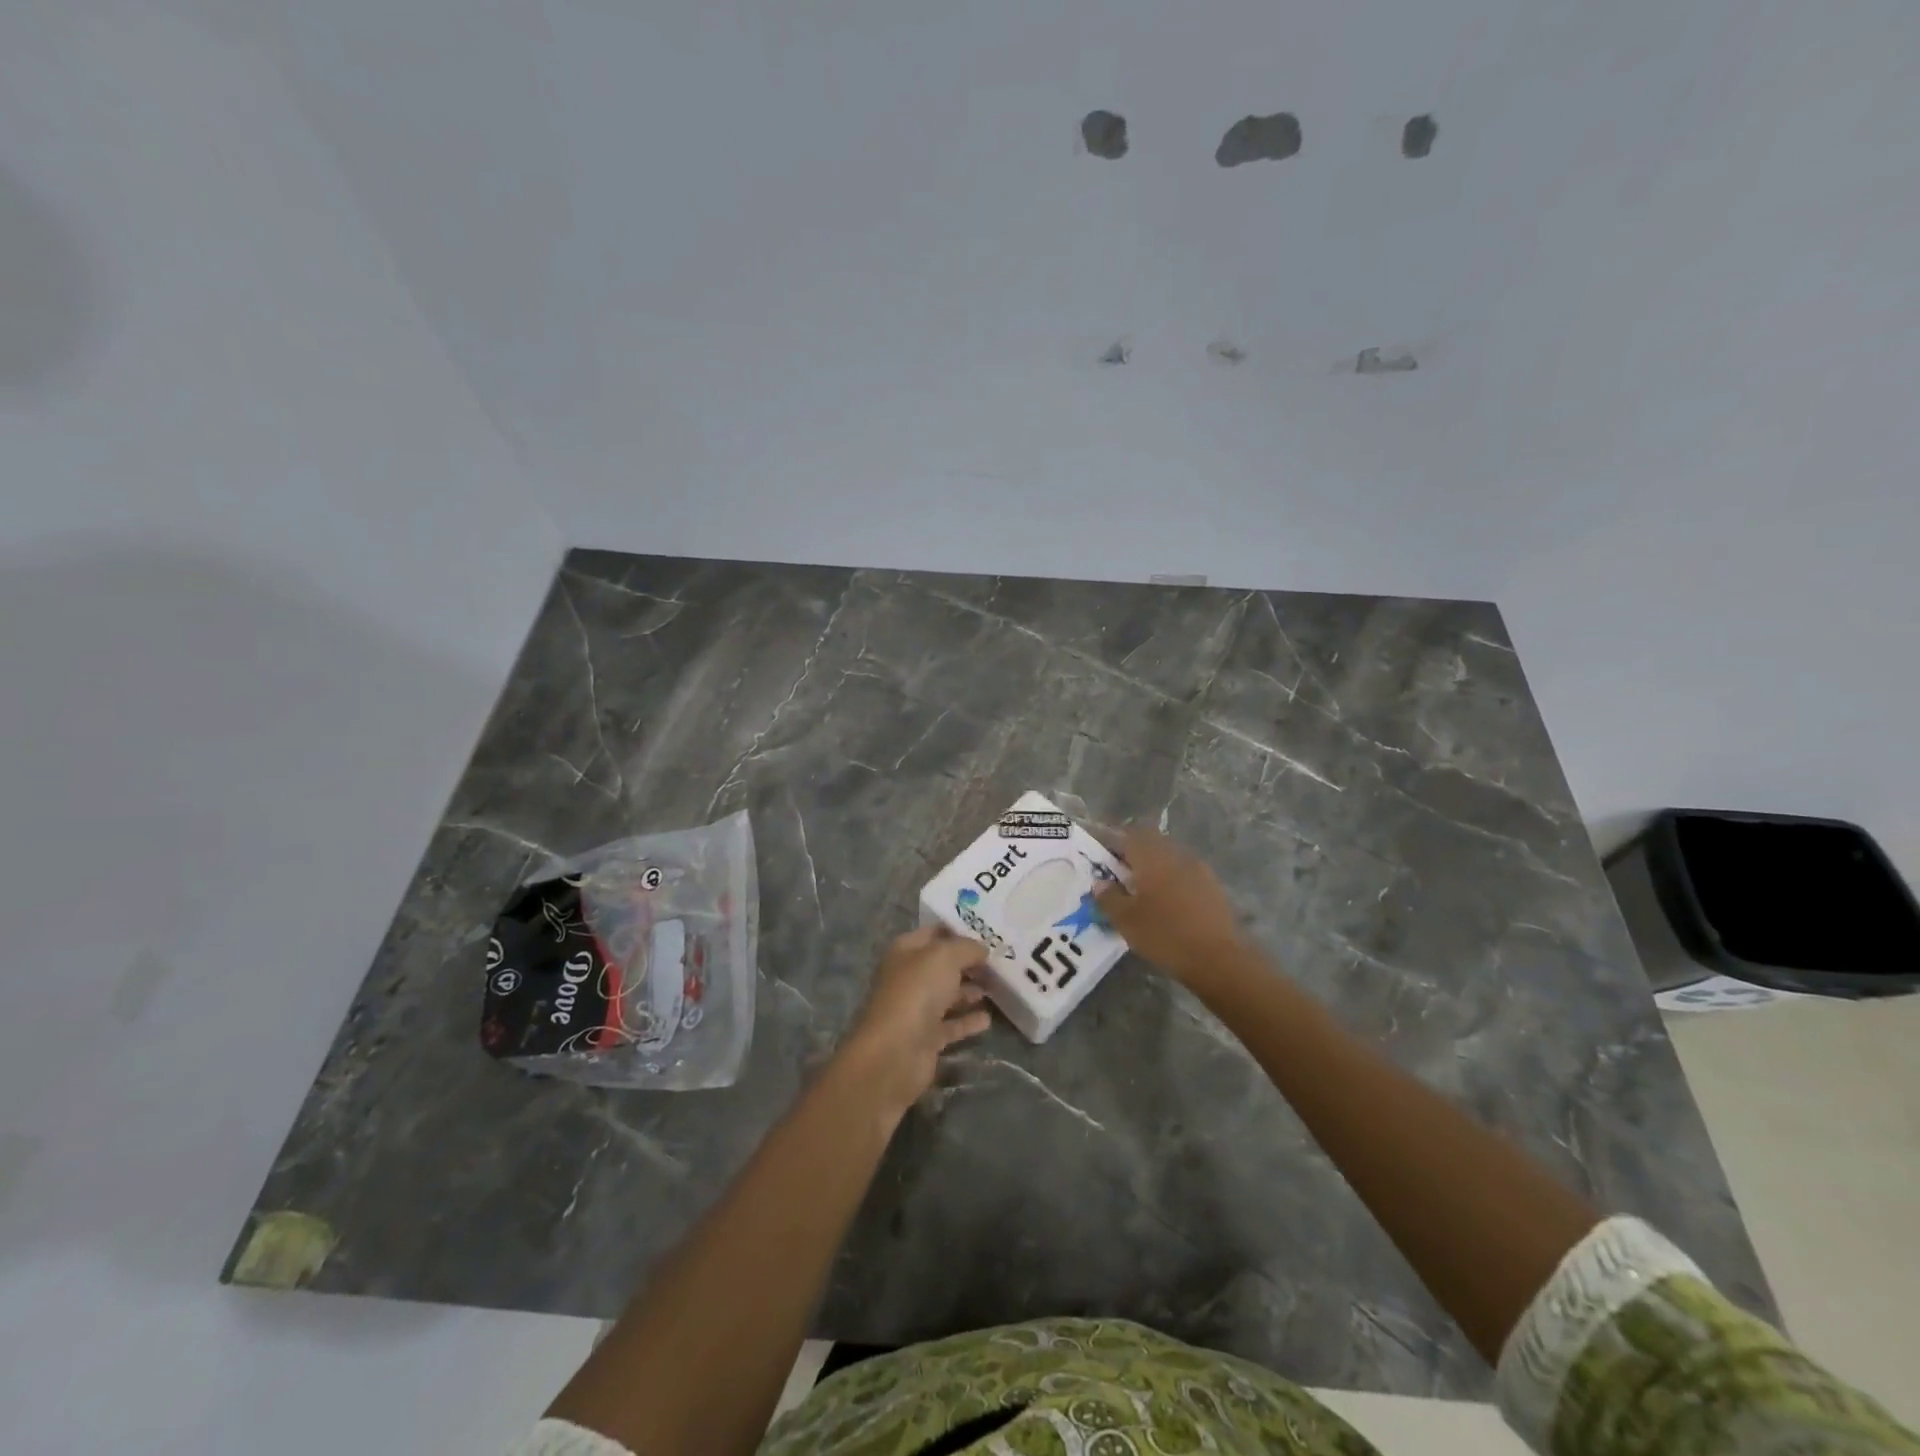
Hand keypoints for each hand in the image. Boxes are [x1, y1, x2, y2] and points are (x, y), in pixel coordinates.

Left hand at [834, 926, 991, 1118]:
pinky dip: (968, 1021)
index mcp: (906, 951)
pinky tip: (988, 1019)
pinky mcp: (927, 1038)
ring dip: (970, 991)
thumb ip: (966, 948)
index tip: (988, 932)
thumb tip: (982, 949)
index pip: (934, 933)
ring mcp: (917, 1009)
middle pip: (943, 966)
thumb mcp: (945, 957)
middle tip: (1000, 961)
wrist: (895, 1052)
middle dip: (969, 963)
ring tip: (998, 987)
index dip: (958, 930)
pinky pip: (952, 1025)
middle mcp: (909, 977)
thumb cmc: (917, 992)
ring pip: (948, 995)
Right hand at [1094, 827, 1247, 984]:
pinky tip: (1166, 903)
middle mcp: (1176, 855)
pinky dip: (1171, 880)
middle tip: (1118, 875)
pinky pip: (1184, 873)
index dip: (1112, 843)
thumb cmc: (1165, 935)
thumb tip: (1100, 883)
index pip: (1128, 835)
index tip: (1101, 858)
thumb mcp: (1126, 920)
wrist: (1219, 959)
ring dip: (1153, 867)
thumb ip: (1108, 897)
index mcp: (1153, 857)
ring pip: (1169, 857)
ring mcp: (1198, 869)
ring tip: (1141, 891)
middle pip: (1150, 842)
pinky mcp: (1213, 886)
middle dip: (1133, 854)